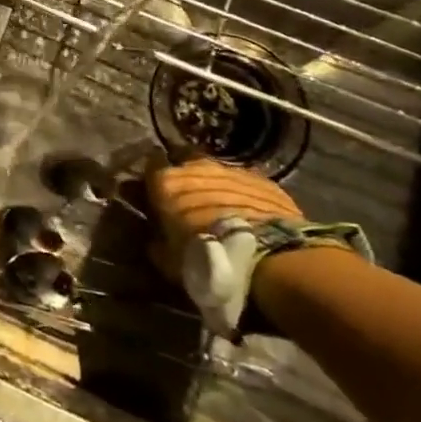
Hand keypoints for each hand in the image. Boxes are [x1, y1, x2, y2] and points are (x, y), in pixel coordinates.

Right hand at [144, 156, 302, 280]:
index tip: (154, 192)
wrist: (269, 259)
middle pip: (185, 161)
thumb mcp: (169, 259)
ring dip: (216, 186)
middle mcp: (196, 167)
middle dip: (186, 177)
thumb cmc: (208, 258)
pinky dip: (243, 195)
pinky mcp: (264, 181)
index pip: (151, 165)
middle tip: (189, 200)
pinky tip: (249, 213)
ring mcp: (232, 170)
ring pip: (217, 172)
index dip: (153, 179)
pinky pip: (246, 183)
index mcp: (166, 182)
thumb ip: (157, 241)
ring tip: (222, 208)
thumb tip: (155, 237)